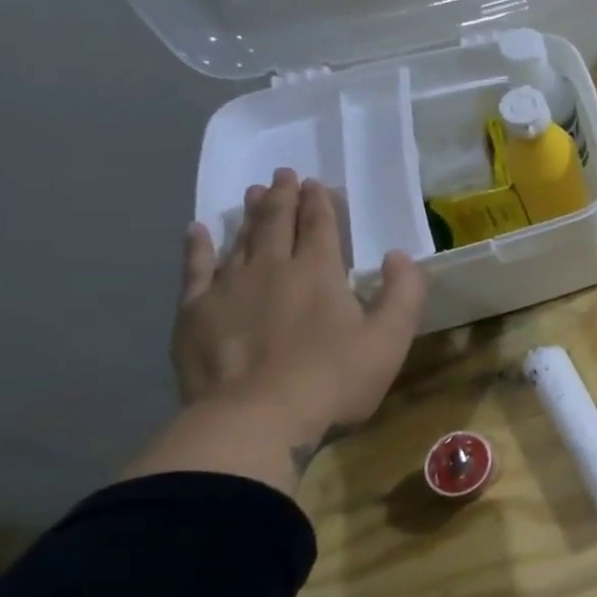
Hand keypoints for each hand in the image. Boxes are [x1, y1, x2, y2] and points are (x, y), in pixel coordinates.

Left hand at [172, 168, 424, 454]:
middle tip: (284, 175)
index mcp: (320, 272)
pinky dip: (198, 247)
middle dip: (284, 197)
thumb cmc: (333, 380)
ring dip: (249, 213)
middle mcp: (272, 268)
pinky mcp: (194, 314)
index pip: (320, 226)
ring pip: (239, 239)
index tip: (318, 183)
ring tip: (253, 192)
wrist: (255, 421)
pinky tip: (198, 231)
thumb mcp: (390, 339)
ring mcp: (228, 289)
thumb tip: (399, 256)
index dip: (320, 202)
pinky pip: (195, 269)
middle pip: (277, 223)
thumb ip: (403, 293)